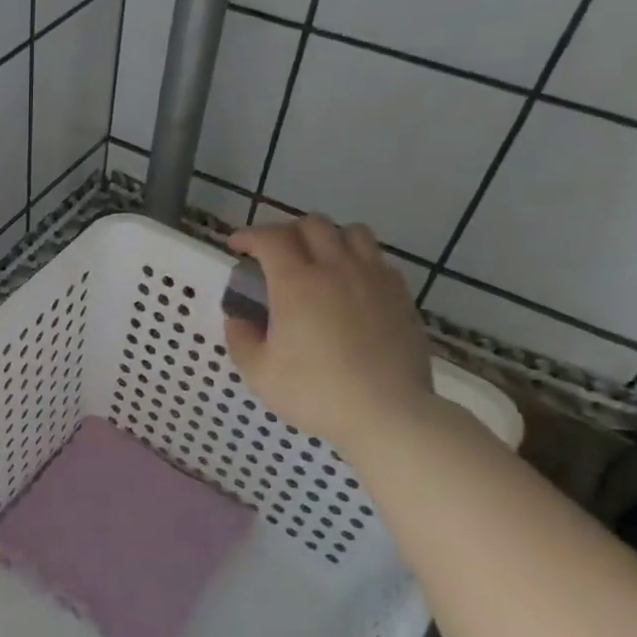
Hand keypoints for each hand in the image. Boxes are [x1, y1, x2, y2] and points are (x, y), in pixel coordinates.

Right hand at [223, 215, 434, 451]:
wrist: (387, 412)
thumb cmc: (315, 393)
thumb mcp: (259, 373)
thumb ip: (241, 339)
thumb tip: (237, 318)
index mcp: (296, 284)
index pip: (270, 238)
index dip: (249, 235)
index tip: (237, 246)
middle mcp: (336, 268)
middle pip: (312, 224)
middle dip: (286, 230)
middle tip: (273, 252)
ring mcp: (373, 278)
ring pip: (352, 232)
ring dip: (327, 236)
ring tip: (316, 258)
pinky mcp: (400, 295)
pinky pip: (377, 258)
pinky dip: (357, 259)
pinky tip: (349, 284)